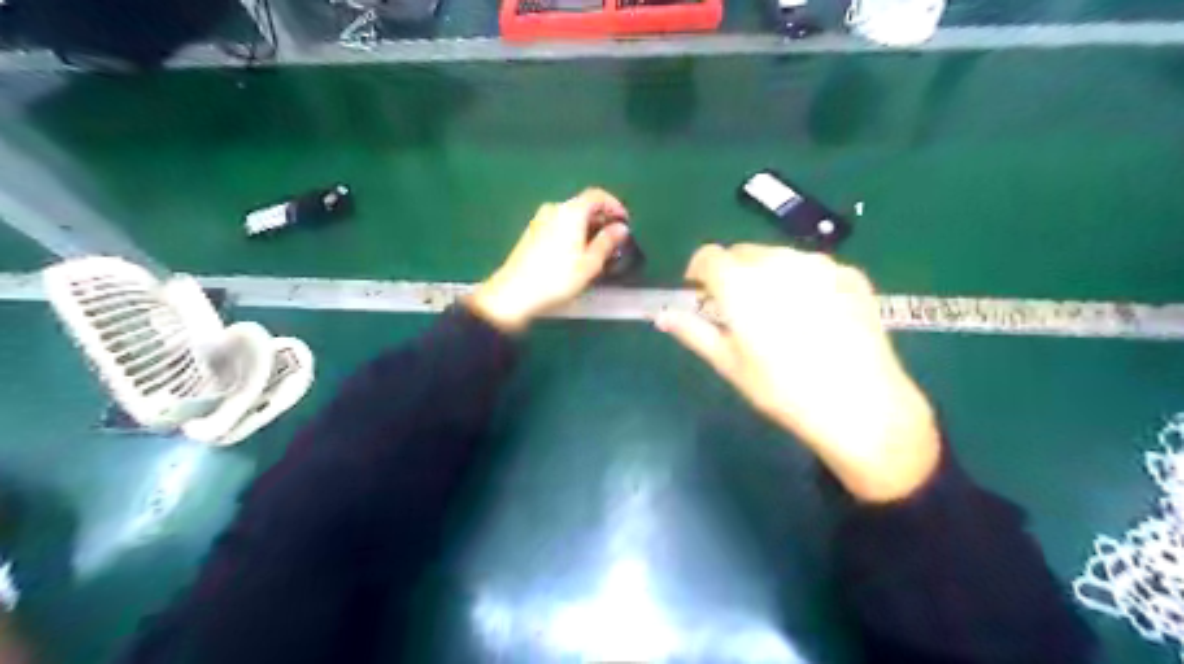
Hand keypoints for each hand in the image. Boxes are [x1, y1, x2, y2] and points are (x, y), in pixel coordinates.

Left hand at [470, 186, 633, 331]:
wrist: (514, 294)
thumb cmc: (557, 279)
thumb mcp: (589, 264)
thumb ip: (607, 242)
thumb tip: (621, 228)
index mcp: (571, 211)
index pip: (597, 195)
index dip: (614, 206)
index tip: (624, 222)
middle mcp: (554, 209)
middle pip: (583, 206)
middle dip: (601, 220)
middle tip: (613, 241)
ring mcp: (539, 220)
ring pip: (570, 217)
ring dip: (586, 228)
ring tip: (596, 251)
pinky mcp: (530, 234)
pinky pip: (558, 226)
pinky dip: (571, 233)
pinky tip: (575, 254)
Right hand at [651, 245, 940, 502]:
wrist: (861, 404)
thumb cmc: (782, 389)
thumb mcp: (729, 364)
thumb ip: (693, 332)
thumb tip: (663, 316)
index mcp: (741, 282)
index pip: (708, 256)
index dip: (699, 272)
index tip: (701, 294)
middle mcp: (778, 261)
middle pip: (743, 252)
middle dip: (733, 273)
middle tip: (740, 310)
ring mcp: (819, 264)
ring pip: (779, 257)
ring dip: (768, 275)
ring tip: (781, 315)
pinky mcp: (850, 274)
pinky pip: (814, 268)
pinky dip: (803, 282)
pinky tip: (816, 318)